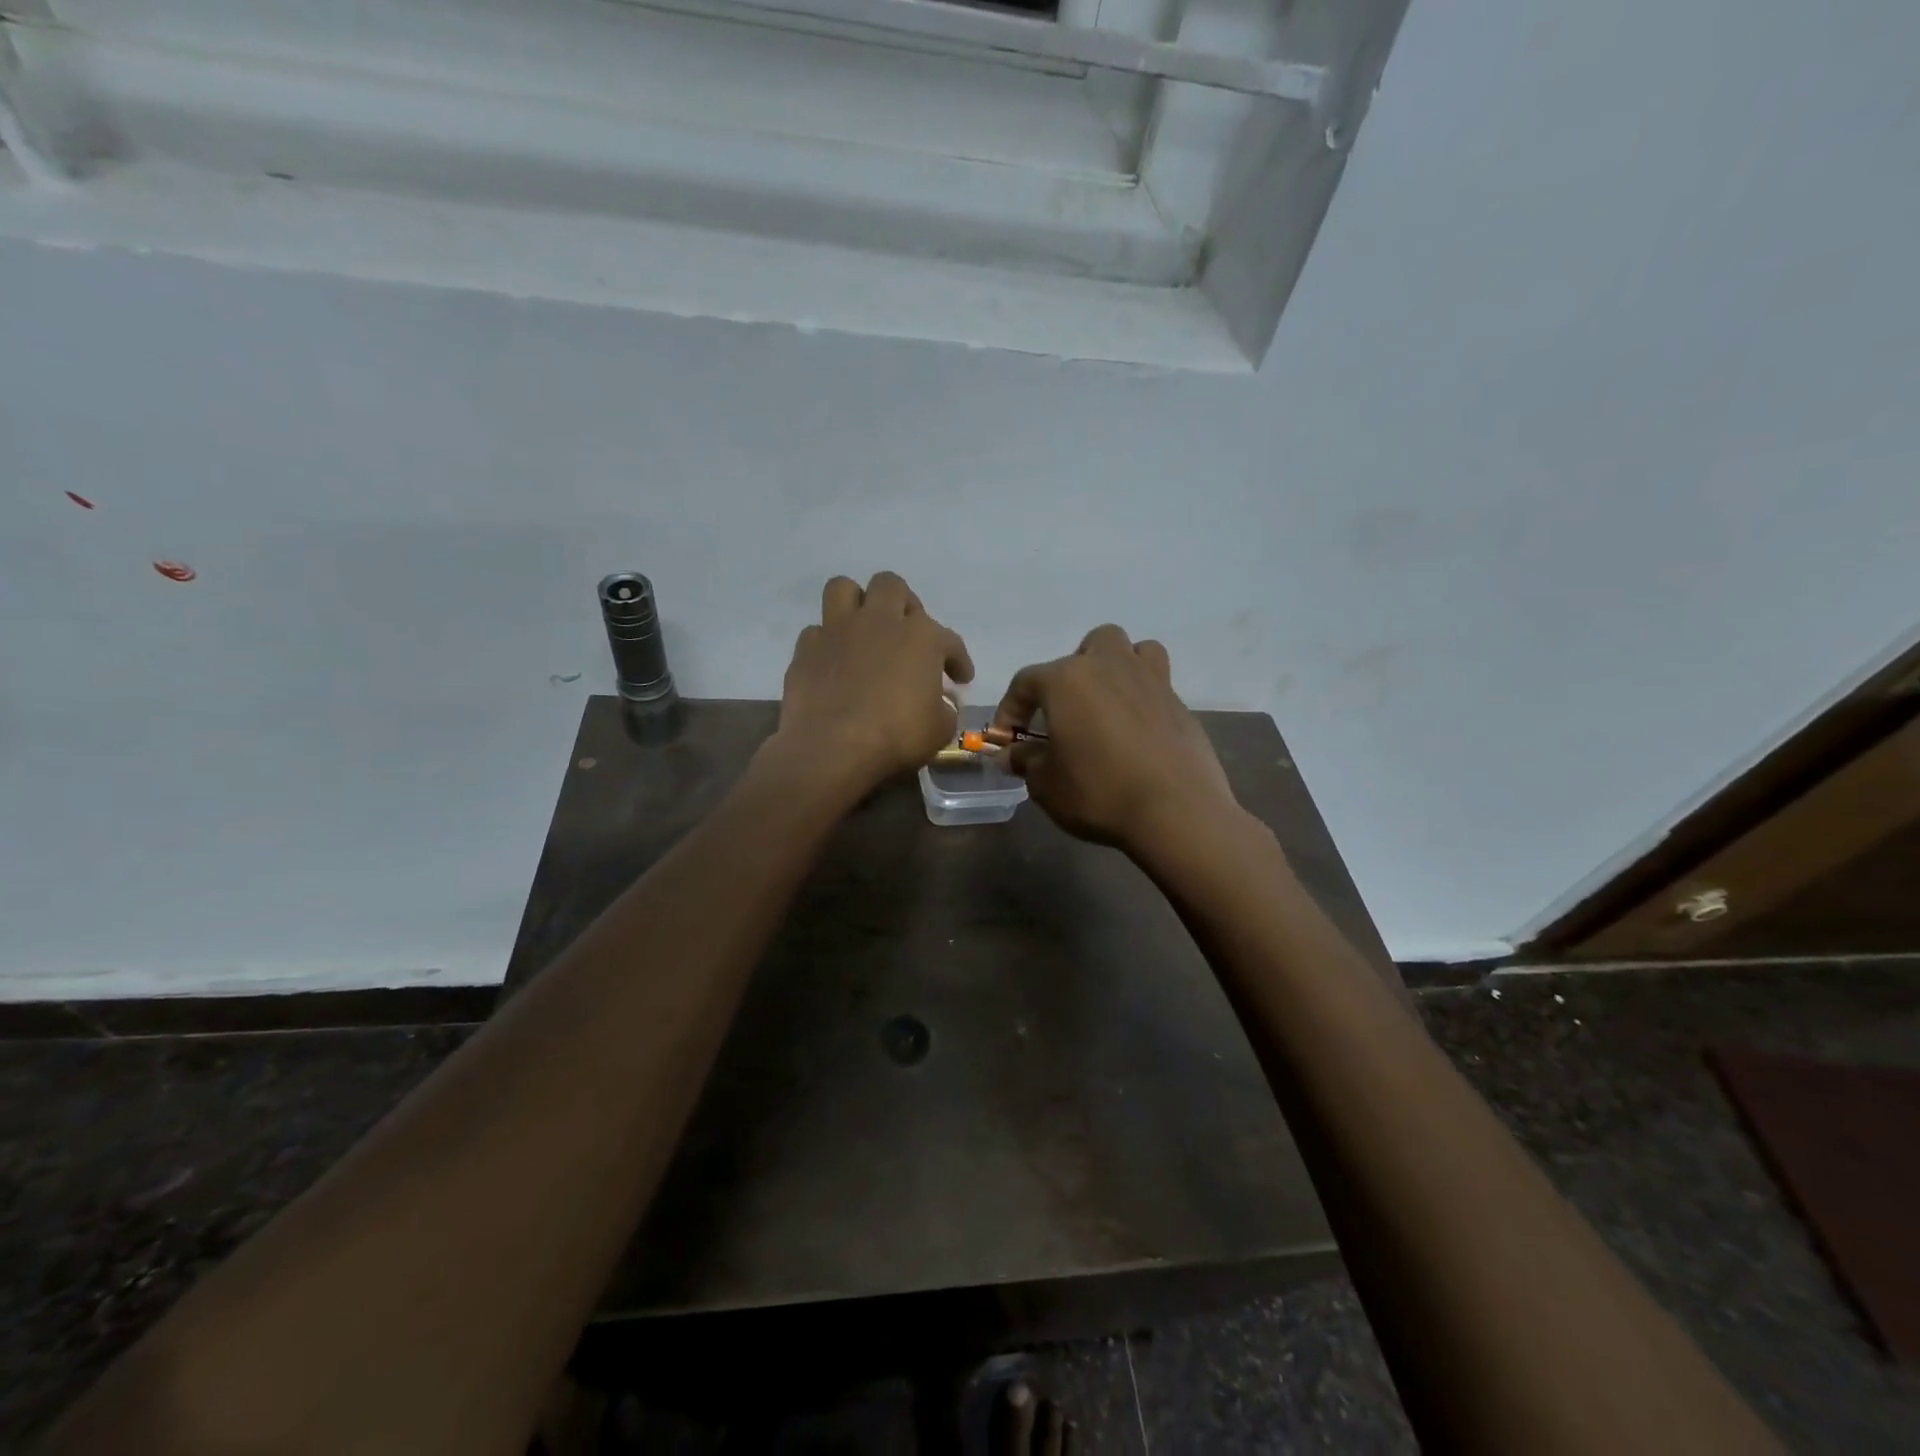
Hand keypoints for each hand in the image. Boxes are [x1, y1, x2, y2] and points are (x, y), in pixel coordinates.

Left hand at [772, 572, 972, 795]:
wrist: (832, 748)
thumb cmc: (896, 737)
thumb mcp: (939, 730)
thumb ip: (944, 709)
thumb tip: (940, 703)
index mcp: (921, 637)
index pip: (949, 640)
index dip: (958, 659)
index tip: (960, 679)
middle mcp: (879, 621)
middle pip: (892, 586)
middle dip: (904, 605)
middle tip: (907, 634)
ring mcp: (838, 630)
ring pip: (844, 588)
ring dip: (856, 603)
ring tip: (863, 628)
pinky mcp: (806, 649)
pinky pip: (816, 632)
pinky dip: (827, 643)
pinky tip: (834, 662)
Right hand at [992, 625, 1238, 853]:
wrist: (1177, 812)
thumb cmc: (1099, 792)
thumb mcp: (1046, 784)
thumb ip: (1025, 761)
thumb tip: (1012, 754)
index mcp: (1068, 680)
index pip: (1026, 682)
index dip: (1010, 709)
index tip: (1006, 739)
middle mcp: (1110, 667)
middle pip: (1089, 645)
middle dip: (1073, 671)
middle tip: (1066, 711)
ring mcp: (1152, 681)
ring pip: (1133, 651)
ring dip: (1117, 668)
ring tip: (1108, 704)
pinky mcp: (1181, 705)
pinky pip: (1157, 685)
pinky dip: (1142, 699)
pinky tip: (1137, 734)